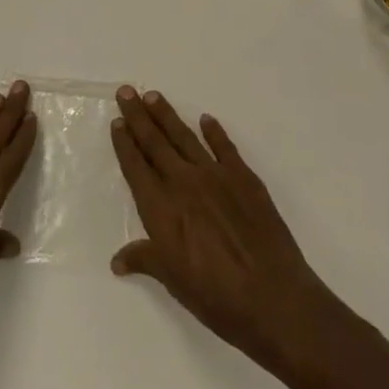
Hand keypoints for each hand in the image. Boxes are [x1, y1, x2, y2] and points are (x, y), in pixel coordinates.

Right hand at [110, 86, 337, 373]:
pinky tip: (206, 120)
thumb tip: (118, 260)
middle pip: (155, 142)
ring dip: (167, 116)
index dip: (125, 144)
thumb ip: (146, 260)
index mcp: (161, 208)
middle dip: (138, 116)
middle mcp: (184, 183)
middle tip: (126, 91)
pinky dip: (214, 132)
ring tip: (154, 96)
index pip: (136, 167)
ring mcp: (216, 176)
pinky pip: (225, 147)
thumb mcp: (174, 281)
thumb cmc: (216, 297)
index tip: (117, 122)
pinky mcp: (244, 178)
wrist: (272, 296)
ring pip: (185, 137)